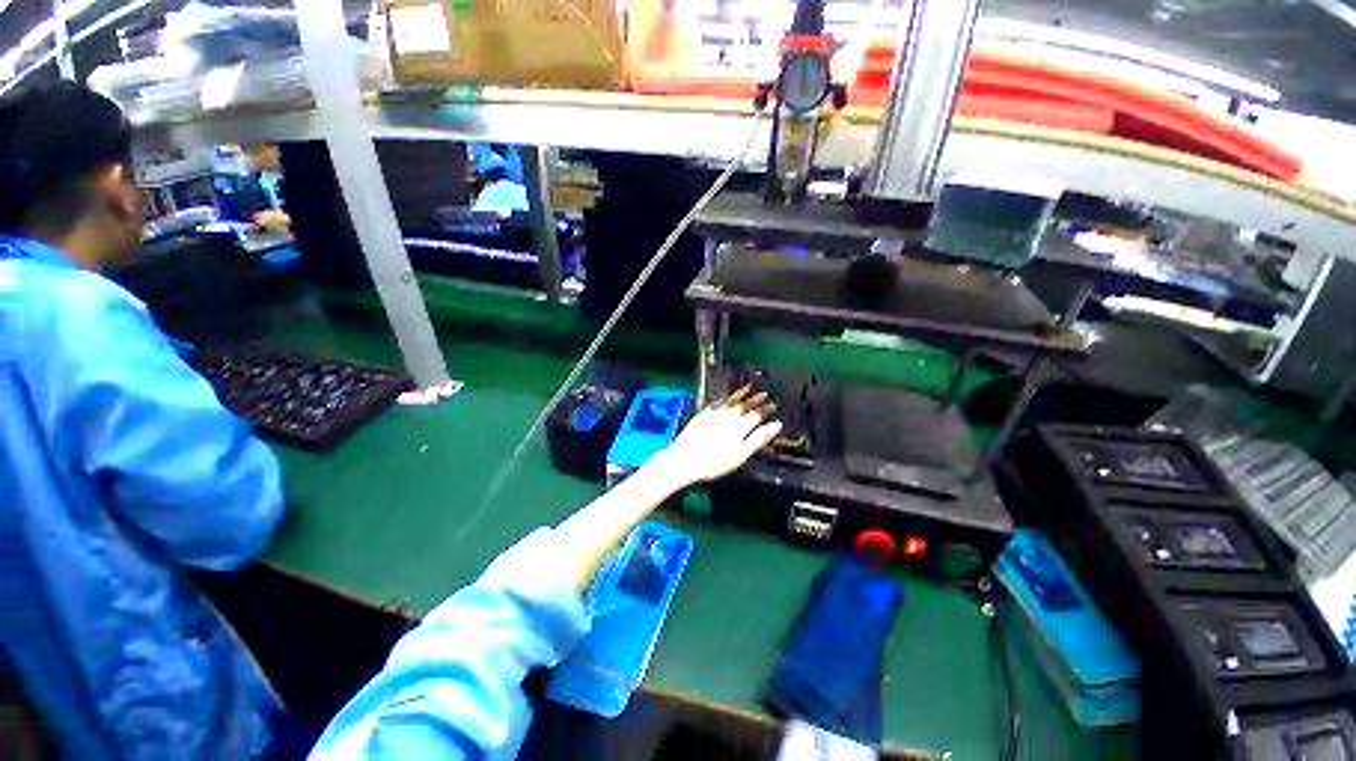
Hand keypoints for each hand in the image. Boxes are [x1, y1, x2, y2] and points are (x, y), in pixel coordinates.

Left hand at [654, 386, 782, 486]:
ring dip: (741, 393)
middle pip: (744, 405)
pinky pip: (717, 402)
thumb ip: (759, 439)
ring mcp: (714, 414)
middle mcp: (728, 416)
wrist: (684, 460)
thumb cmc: (715, 463)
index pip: (756, 415)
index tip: (773, 404)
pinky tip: (726, 397)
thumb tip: (777, 425)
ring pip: (730, 400)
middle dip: (755, 399)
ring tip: (749, 387)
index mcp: (740, 426)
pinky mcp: (702, 415)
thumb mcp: (740, 455)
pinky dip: (724, 398)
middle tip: (764, 393)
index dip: (765, 409)